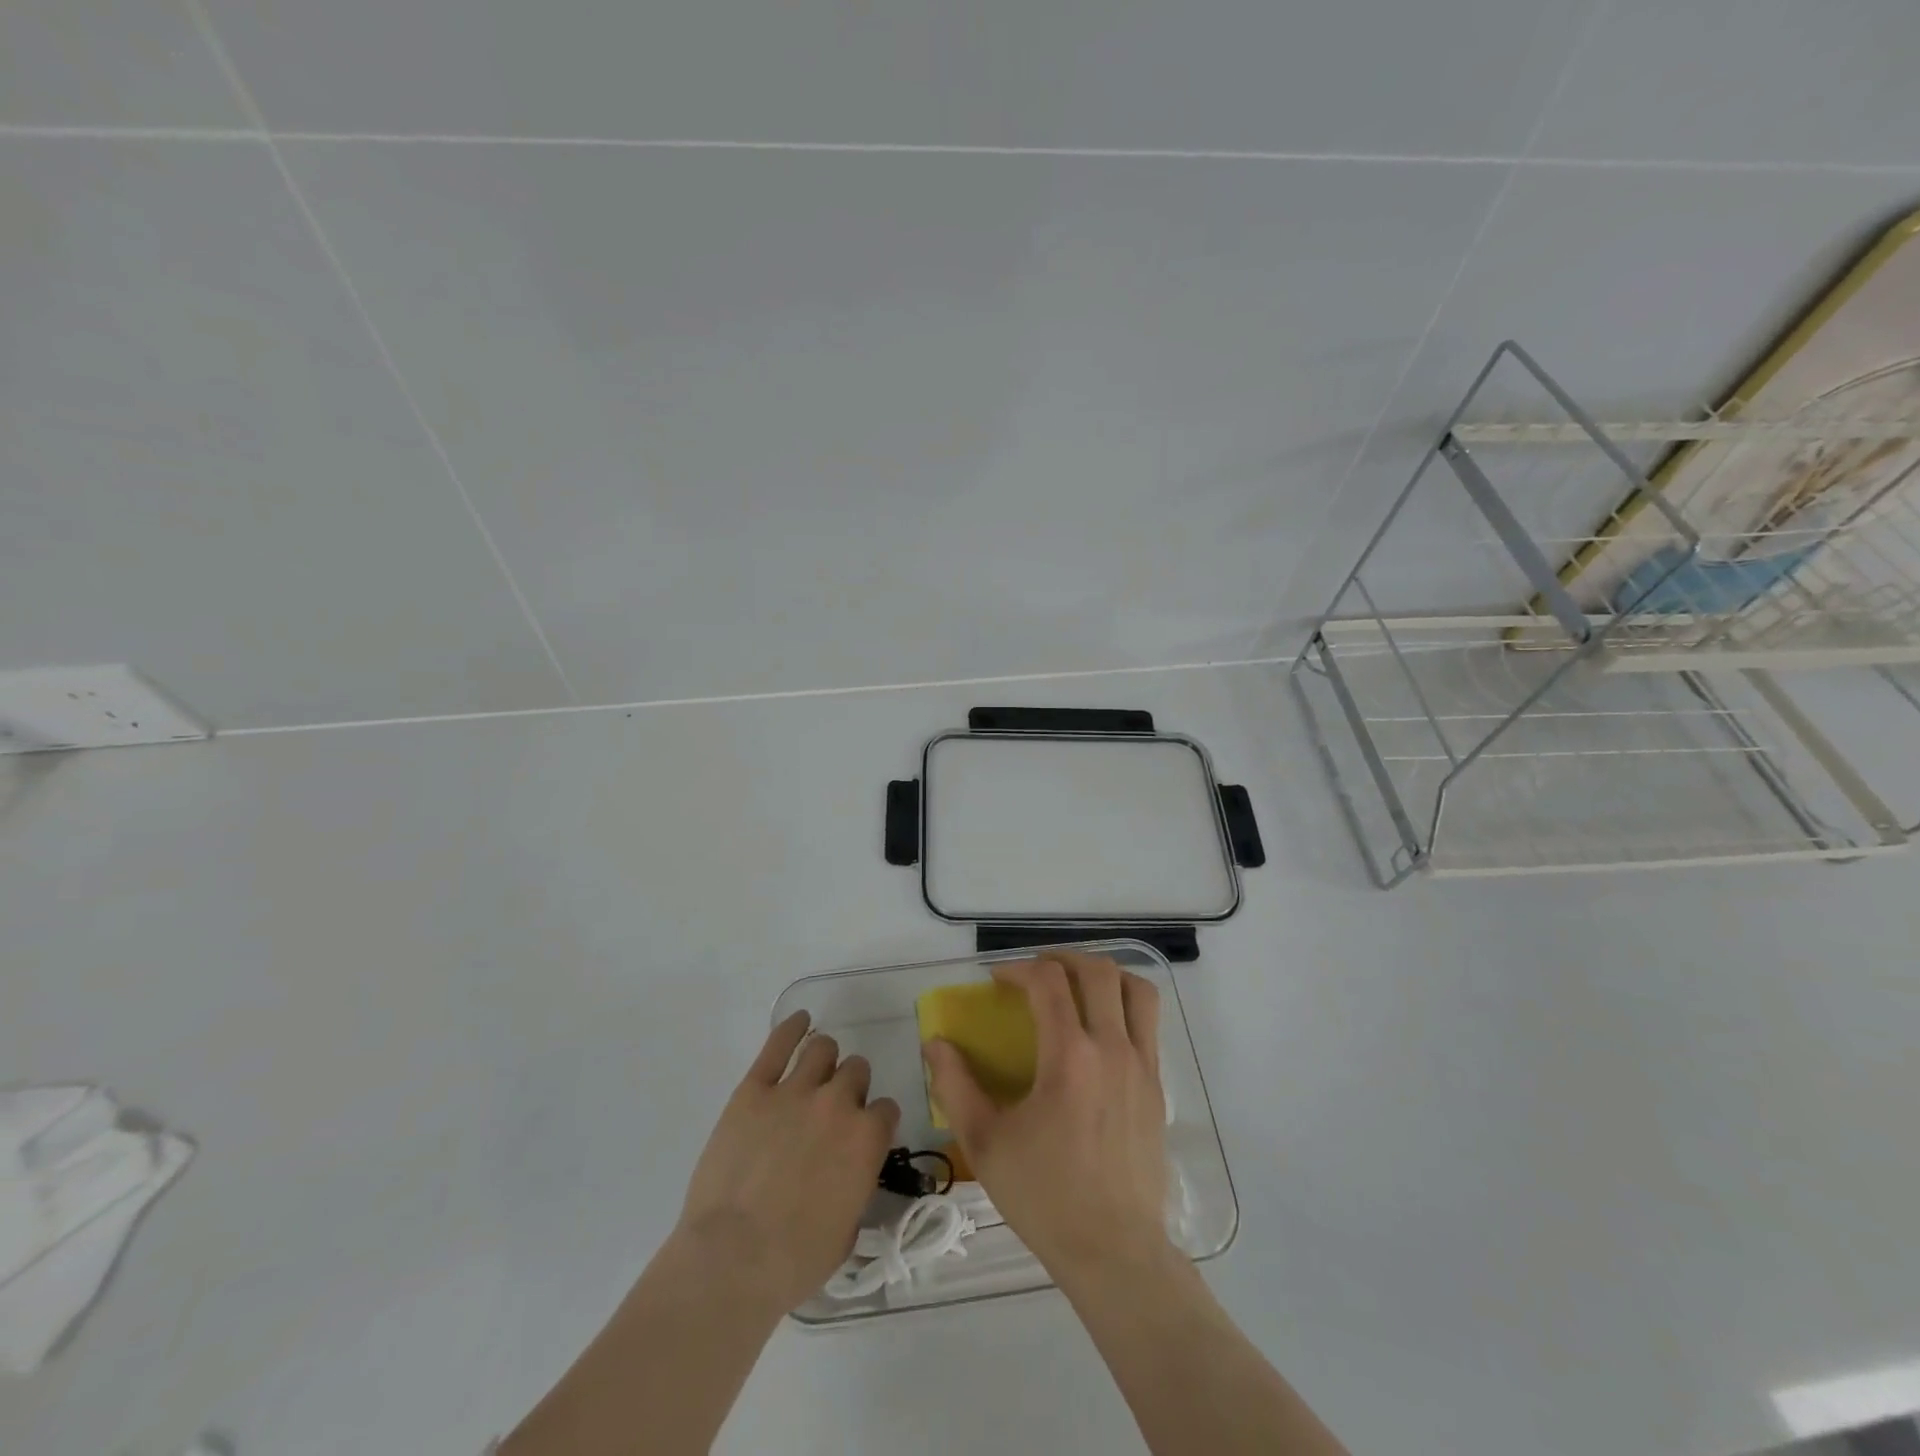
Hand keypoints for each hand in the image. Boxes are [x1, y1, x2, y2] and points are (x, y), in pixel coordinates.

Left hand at [672, 1011, 898, 1314]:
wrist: (732, 1260)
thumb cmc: (794, 1261)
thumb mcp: (847, 1231)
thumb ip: (856, 1186)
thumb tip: (849, 1173)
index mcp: (867, 1139)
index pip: (885, 1109)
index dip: (874, 1122)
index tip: (862, 1134)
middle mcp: (838, 1103)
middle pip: (856, 1071)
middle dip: (850, 1087)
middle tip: (832, 1110)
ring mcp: (794, 1091)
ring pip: (822, 1049)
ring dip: (824, 1059)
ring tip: (814, 1071)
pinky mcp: (754, 1089)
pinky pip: (778, 1044)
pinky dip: (791, 1027)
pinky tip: (799, 1021)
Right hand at [924, 951, 1170, 1287]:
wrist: (1114, 1251)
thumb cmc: (1044, 1196)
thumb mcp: (984, 1143)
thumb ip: (954, 1086)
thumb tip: (936, 1043)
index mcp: (1069, 1057)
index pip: (1048, 982)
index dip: (1018, 968)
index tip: (997, 980)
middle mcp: (1112, 1048)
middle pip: (1097, 971)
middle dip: (1061, 959)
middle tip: (1034, 973)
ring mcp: (1142, 1065)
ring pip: (1135, 989)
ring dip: (1103, 973)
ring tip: (1075, 986)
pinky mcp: (1158, 1085)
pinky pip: (1148, 1022)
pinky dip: (1124, 1004)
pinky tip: (1099, 1028)